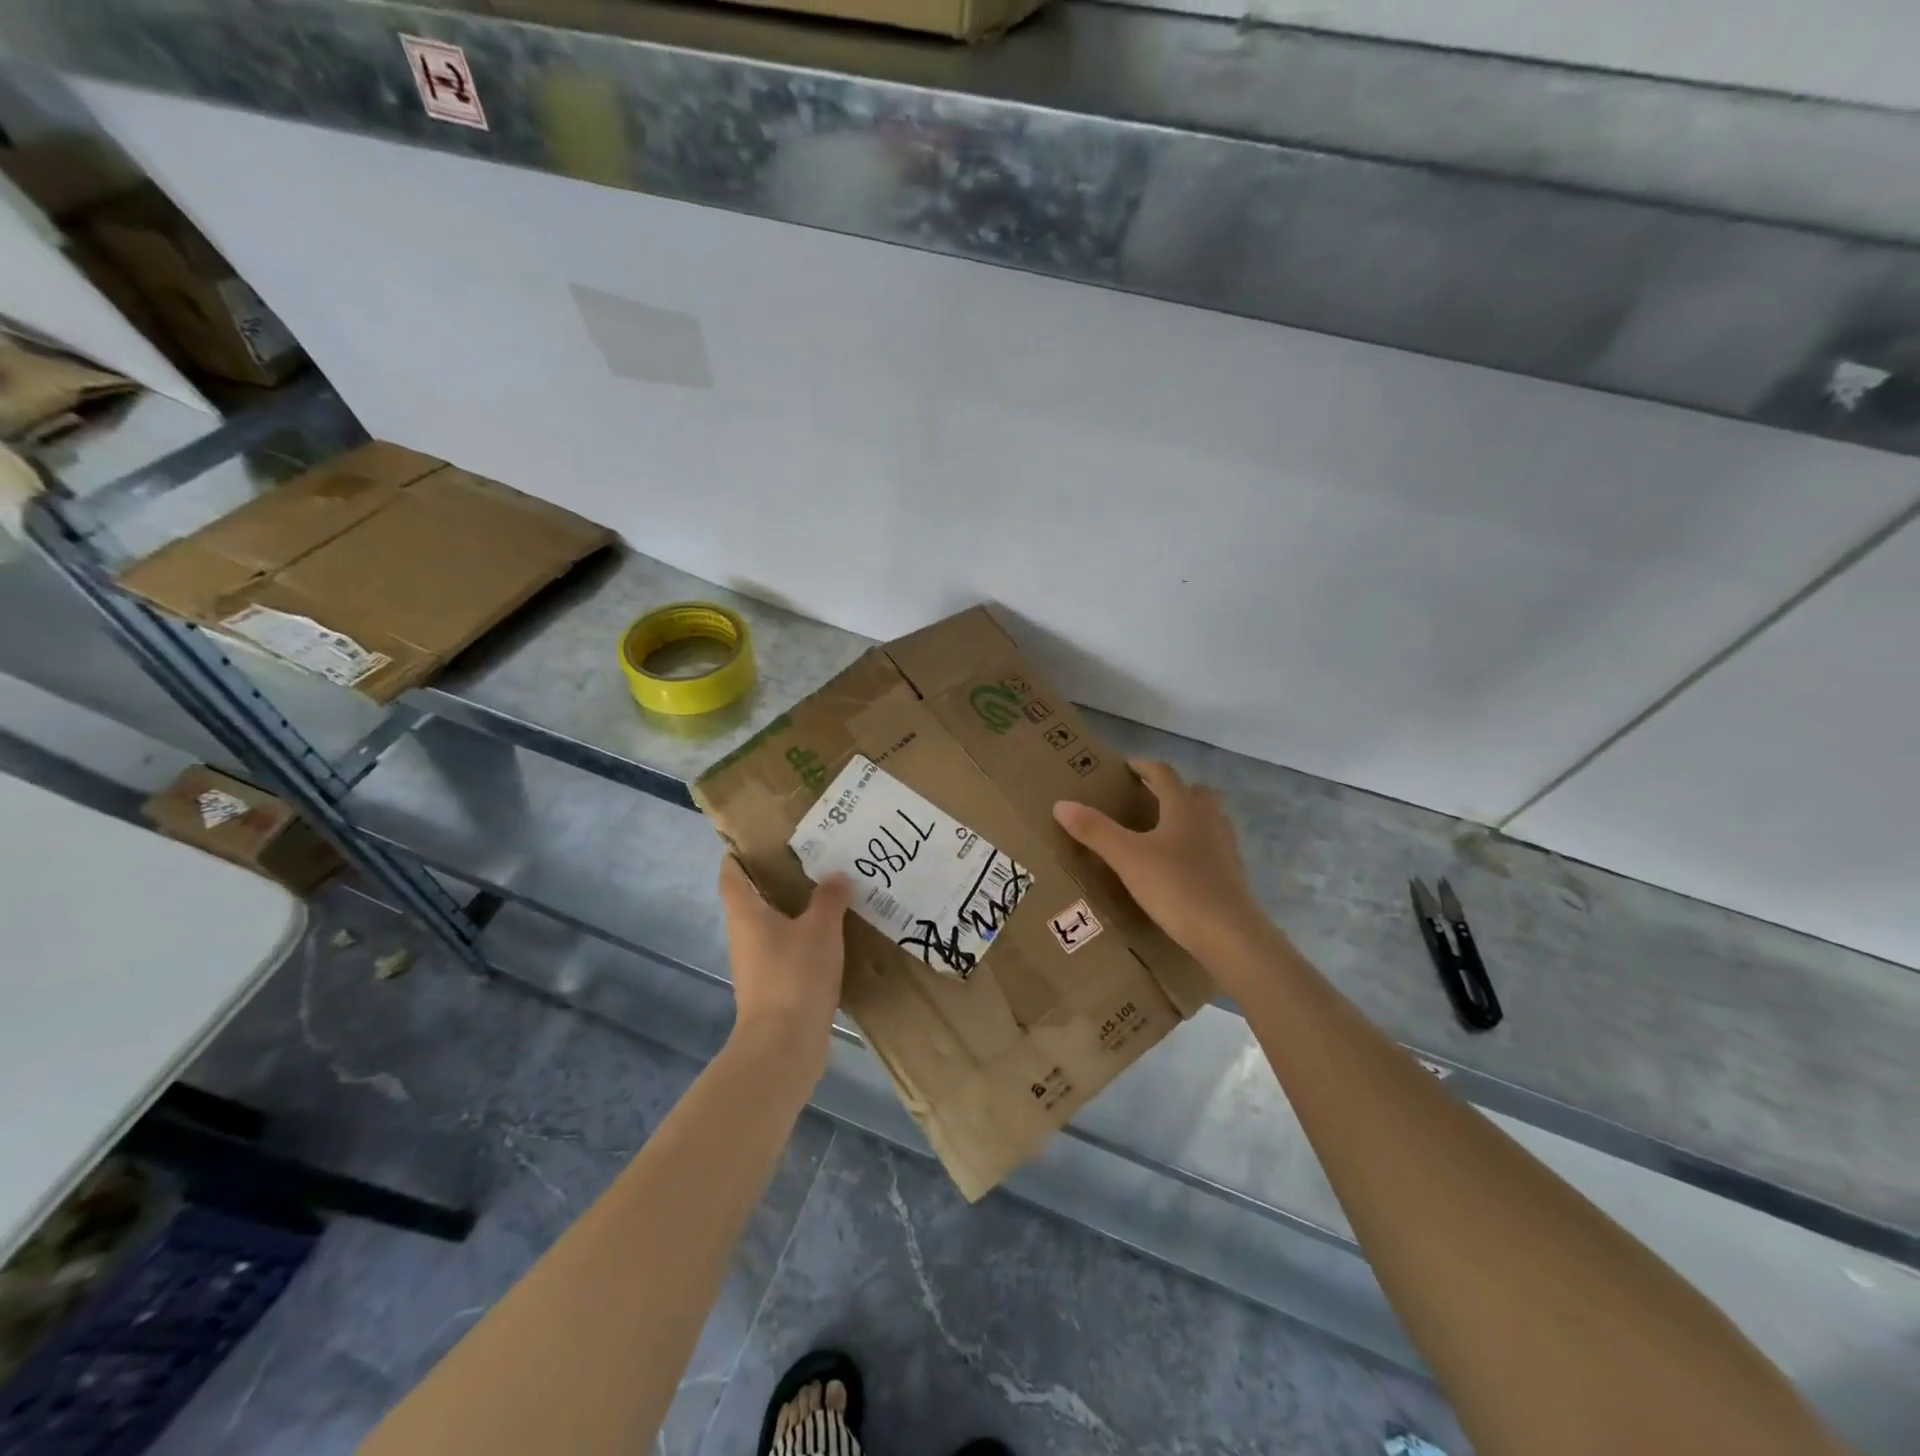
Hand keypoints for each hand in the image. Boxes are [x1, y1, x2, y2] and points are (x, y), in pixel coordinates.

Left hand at [717, 857, 849, 1076]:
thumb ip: (828, 898)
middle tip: (808, 860)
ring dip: (791, 910)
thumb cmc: (794, 975)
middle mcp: (743, 935)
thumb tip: (835, 875)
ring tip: (825, 893)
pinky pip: (784, 950)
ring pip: (770, 926)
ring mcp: (755, 964)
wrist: (784, 1044)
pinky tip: (829, 935)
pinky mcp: (771, 986)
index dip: (738, 855)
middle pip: (751, 899)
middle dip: (774, 879)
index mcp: (745, 913)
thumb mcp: (820, 929)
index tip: (758, 840)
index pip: (731, 874)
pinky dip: (801, 937)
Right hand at [1053, 759, 1271, 968]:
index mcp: (1184, 807)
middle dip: (1172, 791)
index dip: (1143, 767)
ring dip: (1188, 818)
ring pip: (1208, 820)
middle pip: (1194, 792)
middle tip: (1147, 801)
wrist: (1228, 934)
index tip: (1125, 768)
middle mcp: (1209, 819)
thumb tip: (1061, 804)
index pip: (1163, 774)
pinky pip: (1213, 848)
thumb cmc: (1175, 886)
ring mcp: (1226, 847)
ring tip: (1163, 834)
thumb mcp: (1126, 858)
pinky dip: (1197, 848)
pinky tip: (1180, 868)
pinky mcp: (1233, 875)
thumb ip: (1094, 830)